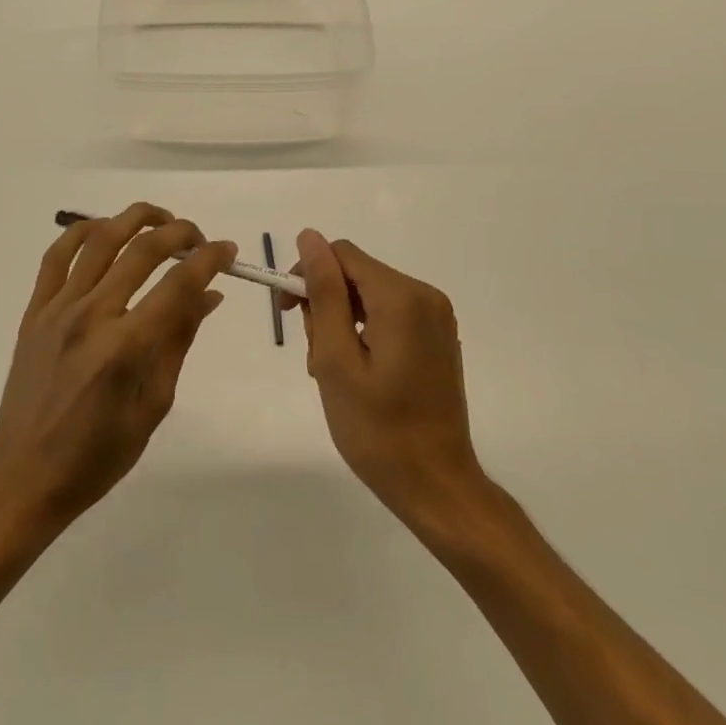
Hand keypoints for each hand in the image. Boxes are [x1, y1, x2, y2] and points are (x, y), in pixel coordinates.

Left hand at [0, 203, 236, 535]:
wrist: (24, 476)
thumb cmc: (97, 456)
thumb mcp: (153, 406)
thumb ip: (179, 342)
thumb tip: (208, 295)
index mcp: (125, 348)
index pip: (178, 285)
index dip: (209, 260)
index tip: (227, 250)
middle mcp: (91, 316)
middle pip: (142, 251)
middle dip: (179, 233)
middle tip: (199, 239)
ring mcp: (58, 309)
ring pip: (100, 240)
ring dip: (135, 219)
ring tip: (160, 221)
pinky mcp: (34, 311)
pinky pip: (56, 256)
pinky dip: (81, 231)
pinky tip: (103, 229)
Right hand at [296, 229, 487, 531]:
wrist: (437, 487)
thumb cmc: (377, 430)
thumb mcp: (336, 360)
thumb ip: (323, 293)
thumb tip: (309, 237)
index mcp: (401, 297)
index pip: (341, 254)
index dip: (307, 275)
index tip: (287, 314)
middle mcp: (425, 296)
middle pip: (356, 275)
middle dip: (326, 305)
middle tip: (316, 359)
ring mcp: (437, 318)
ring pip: (370, 296)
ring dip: (342, 323)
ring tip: (335, 374)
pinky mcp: (438, 338)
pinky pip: (390, 315)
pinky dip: (365, 333)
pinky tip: (360, 375)